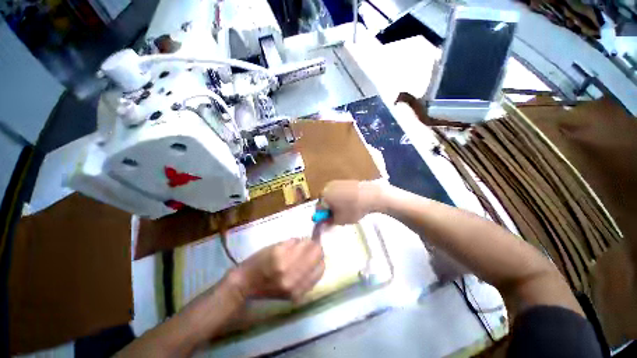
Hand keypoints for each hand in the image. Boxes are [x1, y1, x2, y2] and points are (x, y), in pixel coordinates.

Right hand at [235, 238, 324, 301]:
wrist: (246, 286)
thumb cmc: (258, 261)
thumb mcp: (275, 246)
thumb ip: (294, 243)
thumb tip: (308, 240)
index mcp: (283, 258)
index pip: (310, 246)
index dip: (313, 240)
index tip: (311, 238)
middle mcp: (291, 275)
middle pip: (318, 256)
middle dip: (317, 248)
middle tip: (312, 246)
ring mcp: (295, 288)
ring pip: (320, 268)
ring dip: (318, 259)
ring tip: (311, 256)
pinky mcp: (297, 297)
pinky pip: (314, 280)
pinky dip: (315, 271)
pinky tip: (309, 267)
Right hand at [320, 180, 383, 224]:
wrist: (372, 196)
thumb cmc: (353, 209)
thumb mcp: (339, 220)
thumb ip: (328, 222)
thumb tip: (324, 223)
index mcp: (323, 195)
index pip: (318, 208)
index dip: (323, 217)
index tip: (328, 222)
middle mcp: (328, 186)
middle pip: (325, 201)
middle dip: (330, 210)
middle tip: (338, 217)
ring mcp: (338, 182)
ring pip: (333, 196)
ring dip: (336, 204)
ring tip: (347, 211)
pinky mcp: (346, 181)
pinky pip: (340, 192)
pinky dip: (343, 199)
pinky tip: (352, 204)